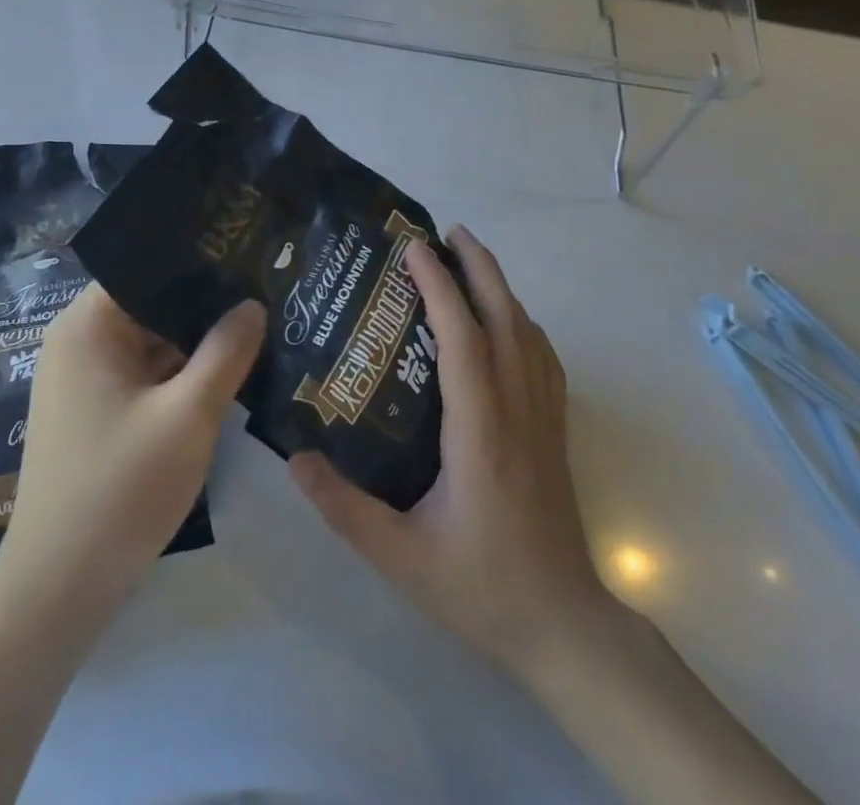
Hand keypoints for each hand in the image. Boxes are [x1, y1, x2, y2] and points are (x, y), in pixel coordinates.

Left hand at [0, 283, 264, 612]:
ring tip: (256, 323)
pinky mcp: (94, 411)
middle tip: (263, 288)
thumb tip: (252, 304)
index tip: (245, 251)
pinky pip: (143, 373)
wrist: (58, 590)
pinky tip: (224, 371)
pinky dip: (178, 373)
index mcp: (87, 325)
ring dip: (194, 341)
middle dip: (203, 302)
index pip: (145, 265)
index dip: (196, 258)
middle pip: (150, 302)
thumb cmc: (120, 489)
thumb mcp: (188, 416)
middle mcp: (78, 341)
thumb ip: (226, 352)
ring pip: (150, 340)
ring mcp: (83, 379)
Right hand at [289, 226, 618, 684]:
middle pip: (506, 319)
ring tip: (472, 261)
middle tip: (449, 231)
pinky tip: (508, 323)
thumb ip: (344, 508)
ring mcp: (544, 420)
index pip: (463, 340)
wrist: (565, 630)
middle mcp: (518, 412)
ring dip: (502, 289)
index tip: (415, 247)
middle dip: (480, 267)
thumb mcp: (401, 557)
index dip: (440, 287)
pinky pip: (544, 359)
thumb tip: (294, 456)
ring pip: (529, 334)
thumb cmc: (482, 587)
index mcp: (481, 431)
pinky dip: (524, 323)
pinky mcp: (555, 432)